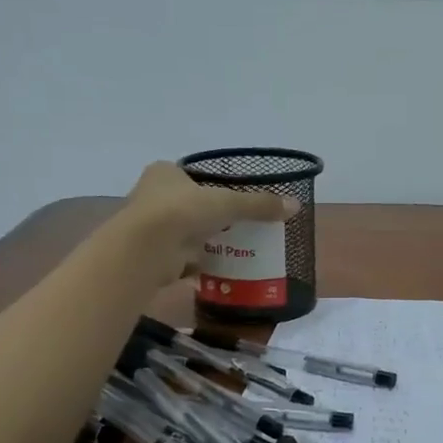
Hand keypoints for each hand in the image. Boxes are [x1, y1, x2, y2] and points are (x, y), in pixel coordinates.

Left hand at [113, 161, 295, 285]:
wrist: (147, 248)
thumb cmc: (183, 211)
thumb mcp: (228, 203)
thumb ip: (259, 204)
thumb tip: (295, 206)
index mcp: (164, 173)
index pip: (190, 176)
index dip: (210, 185)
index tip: (231, 198)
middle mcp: (152, 196)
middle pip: (188, 205)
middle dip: (209, 216)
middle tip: (239, 225)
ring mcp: (150, 228)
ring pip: (184, 232)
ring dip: (204, 240)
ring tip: (235, 248)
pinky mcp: (153, 256)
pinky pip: (181, 259)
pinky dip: (197, 263)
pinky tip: (219, 269)